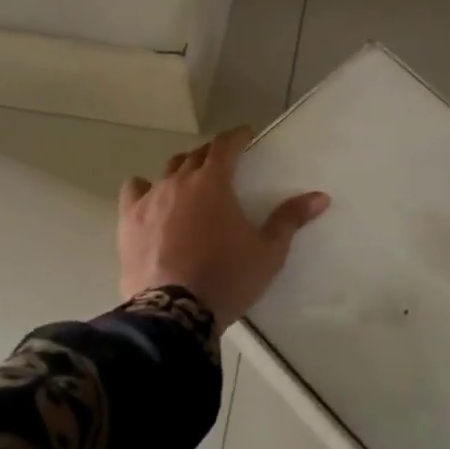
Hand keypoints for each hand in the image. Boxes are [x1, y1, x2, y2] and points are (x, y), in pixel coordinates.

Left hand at [118, 126, 329, 332]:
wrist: (174, 313)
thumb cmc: (227, 278)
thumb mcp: (268, 252)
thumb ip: (290, 219)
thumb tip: (320, 196)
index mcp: (213, 183)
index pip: (225, 145)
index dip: (237, 136)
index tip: (246, 135)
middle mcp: (179, 181)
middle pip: (196, 155)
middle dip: (212, 154)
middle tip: (224, 164)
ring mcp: (150, 199)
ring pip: (167, 170)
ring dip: (183, 169)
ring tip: (191, 181)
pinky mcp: (129, 221)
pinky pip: (134, 190)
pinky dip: (145, 188)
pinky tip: (152, 199)